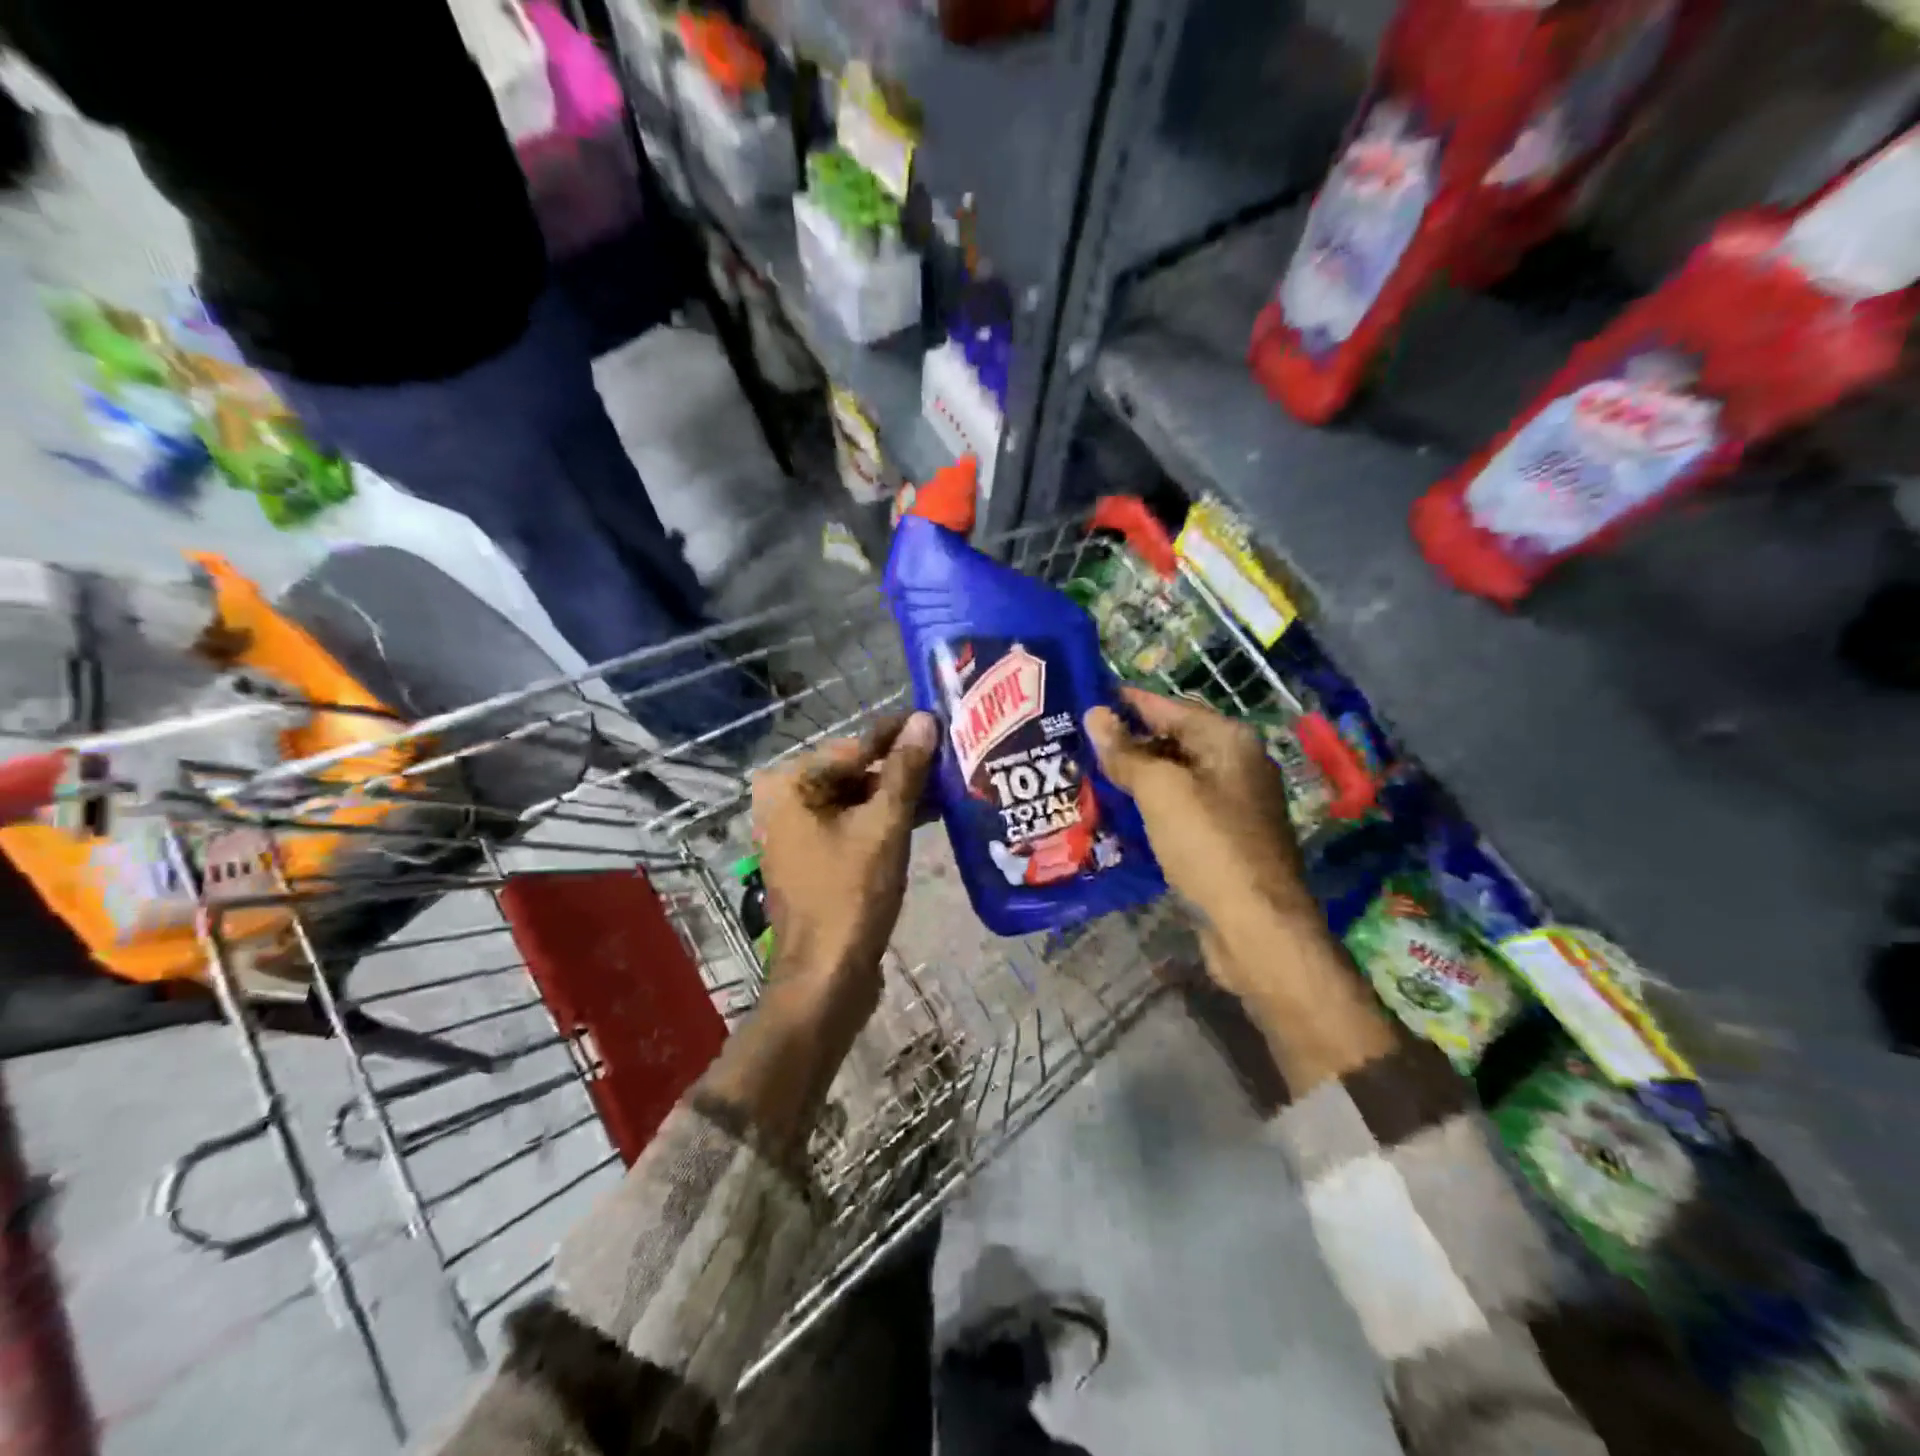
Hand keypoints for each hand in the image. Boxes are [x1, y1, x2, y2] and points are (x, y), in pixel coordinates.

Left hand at [751, 711, 937, 1009]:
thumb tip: (925, 719)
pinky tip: (927, 813)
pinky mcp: (814, 855)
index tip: (940, 719)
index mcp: (789, 785)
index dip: (900, 735)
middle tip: (951, 754)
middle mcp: (784, 800)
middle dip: (902, 766)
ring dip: (898, 793)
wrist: (826, 977)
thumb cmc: (851, 896)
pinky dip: (885, 818)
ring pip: (856, 797)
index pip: (855, 746)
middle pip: (854, 770)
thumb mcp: (885, 827)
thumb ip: (905, 771)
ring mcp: (797, 830)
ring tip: (948, 782)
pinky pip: (853, 823)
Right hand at [1087, 690, 1394, 1085]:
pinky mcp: (1223, 840)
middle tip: (1076, 741)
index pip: (1170, 707)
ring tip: (1085, 775)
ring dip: (1135, 778)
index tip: (1085, 697)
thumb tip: (1095, 714)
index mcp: (1229, 741)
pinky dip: (1149, 808)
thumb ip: (1127, 752)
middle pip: (1173, 741)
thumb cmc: (1209, 845)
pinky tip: (1115, 815)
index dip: (1128, 702)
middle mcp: (1236, 766)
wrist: (1256, 927)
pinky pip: (1179, 811)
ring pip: (1174, 779)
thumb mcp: (1161, 790)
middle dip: (1127, 742)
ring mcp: (1233, 805)